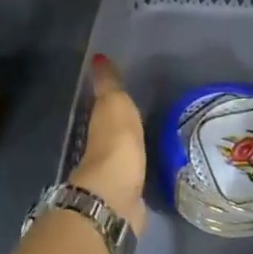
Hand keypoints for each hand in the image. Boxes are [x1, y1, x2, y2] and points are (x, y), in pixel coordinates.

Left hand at [67, 54, 147, 234]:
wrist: (116, 196)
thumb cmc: (115, 143)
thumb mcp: (114, 105)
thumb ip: (109, 84)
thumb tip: (97, 57)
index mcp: (98, 125)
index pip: (104, 109)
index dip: (113, 101)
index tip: (128, 93)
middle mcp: (102, 150)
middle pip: (113, 135)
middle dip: (124, 129)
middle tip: (147, 118)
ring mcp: (114, 176)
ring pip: (124, 157)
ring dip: (133, 151)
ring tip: (155, 142)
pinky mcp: (129, 197)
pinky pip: (136, 177)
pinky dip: (141, 171)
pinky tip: (155, 169)